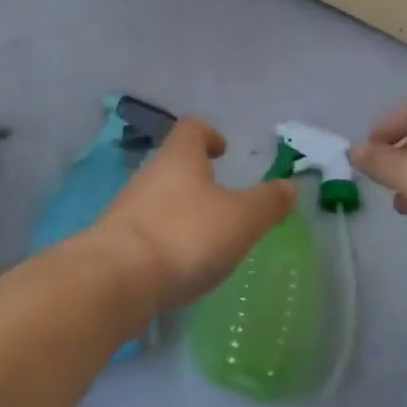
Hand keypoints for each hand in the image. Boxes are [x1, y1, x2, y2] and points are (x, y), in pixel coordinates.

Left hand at [97, 117, 297, 309]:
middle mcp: (150, 173)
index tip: (222, 151)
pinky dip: (166, 237)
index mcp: (180, 157)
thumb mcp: (241, 219)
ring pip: (160, 196)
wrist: (117, 277)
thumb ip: (267, 203)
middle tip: (222, 199)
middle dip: (197, 176)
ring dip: (182, 208)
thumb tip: (290, 186)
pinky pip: (147, 228)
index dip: (209, 134)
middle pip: (174, 163)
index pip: (192, 128)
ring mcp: (128, 206)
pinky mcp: (117, 240)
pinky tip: (179, 263)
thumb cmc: (185, 235)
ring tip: (206, 236)